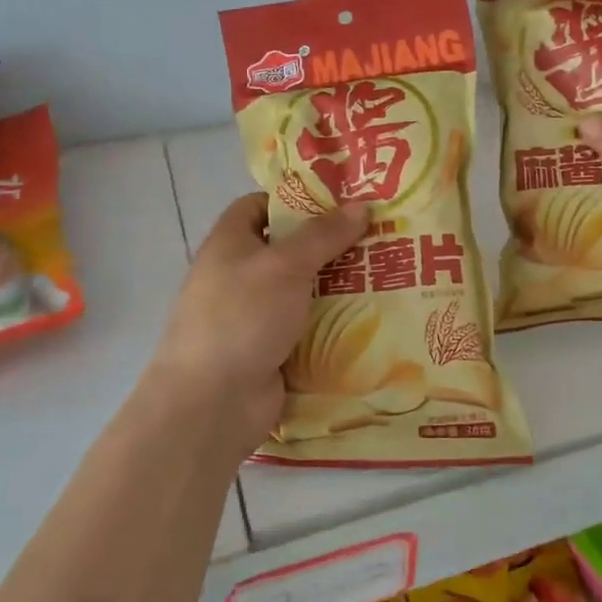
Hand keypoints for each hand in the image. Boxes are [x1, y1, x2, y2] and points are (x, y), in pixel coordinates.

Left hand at [145, 194, 367, 460]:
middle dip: (330, 244)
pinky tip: (375, 316)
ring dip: (339, 285)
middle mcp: (240, 275)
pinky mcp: (273, 350)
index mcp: (230, 243)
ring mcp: (256, 316)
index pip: (260, 205)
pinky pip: (309, 327)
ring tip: (388, 272)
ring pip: (304, 291)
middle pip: (289, 249)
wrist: (212, 402)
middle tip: (379, 235)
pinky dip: (335, 323)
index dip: (295, 199)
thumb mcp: (285, 265)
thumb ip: (323, 235)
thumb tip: (360, 205)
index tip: (341, 201)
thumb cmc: (242, 316)